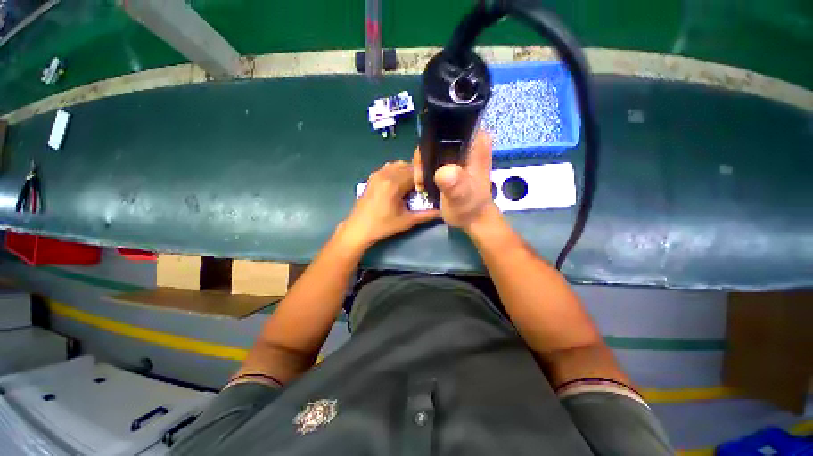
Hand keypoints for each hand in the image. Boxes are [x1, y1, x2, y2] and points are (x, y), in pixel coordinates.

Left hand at [339, 161, 439, 249]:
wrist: (359, 228)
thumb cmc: (383, 226)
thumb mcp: (407, 221)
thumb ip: (427, 215)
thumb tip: (443, 211)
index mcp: (394, 183)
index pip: (416, 172)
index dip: (426, 178)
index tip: (431, 186)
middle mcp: (385, 174)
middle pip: (408, 166)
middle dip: (418, 175)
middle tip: (423, 188)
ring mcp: (377, 173)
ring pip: (398, 165)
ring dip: (407, 172)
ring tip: (411, 187)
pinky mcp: (372, 177)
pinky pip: (389, 168)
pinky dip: (397, 172)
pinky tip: (399, 185)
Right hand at [413, 131, 498, 229]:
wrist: (472, 218)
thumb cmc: (470, 207)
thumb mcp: (462, 197)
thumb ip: (455, 184)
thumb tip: (444, 172)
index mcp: (476, 141)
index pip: (447, 126)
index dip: (430, 143)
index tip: (424, 167)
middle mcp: (468, 140)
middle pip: (436, 136)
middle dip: (423, 157)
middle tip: (421, 179)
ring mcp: (460, 149)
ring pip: (432, 147)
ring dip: (422, 164)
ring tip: (422, 183)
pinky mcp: (453, 159)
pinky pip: (432, 156)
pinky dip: (425, 168)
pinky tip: (424, 181)